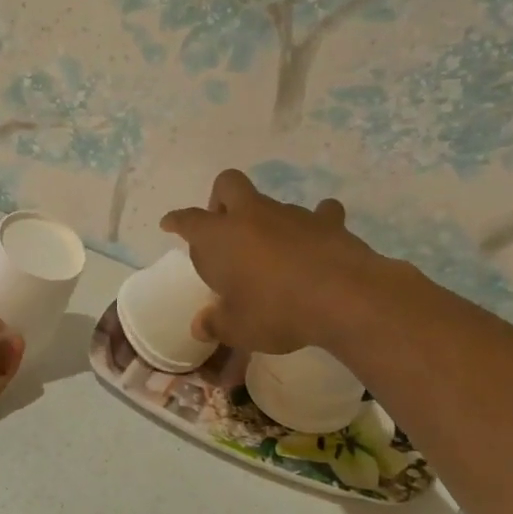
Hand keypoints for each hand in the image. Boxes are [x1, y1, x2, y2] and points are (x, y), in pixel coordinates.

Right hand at [160, 169, 384, 354]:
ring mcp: (291, 214)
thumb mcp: (238, 328)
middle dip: (220, 200)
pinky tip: (317, 241)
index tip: (169, 224)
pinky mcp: (327, 222)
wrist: (342, 298)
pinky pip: (319, 214)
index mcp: (220, 237)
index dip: (176, 221)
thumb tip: (200, 326)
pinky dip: (315, 225)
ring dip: (266, 220)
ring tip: (273, 252)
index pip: (188, 220)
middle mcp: (251, 215)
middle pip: (228, 184)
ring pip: (271, 203)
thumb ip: (216, 324)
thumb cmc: (275, 311)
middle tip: (225, 230)